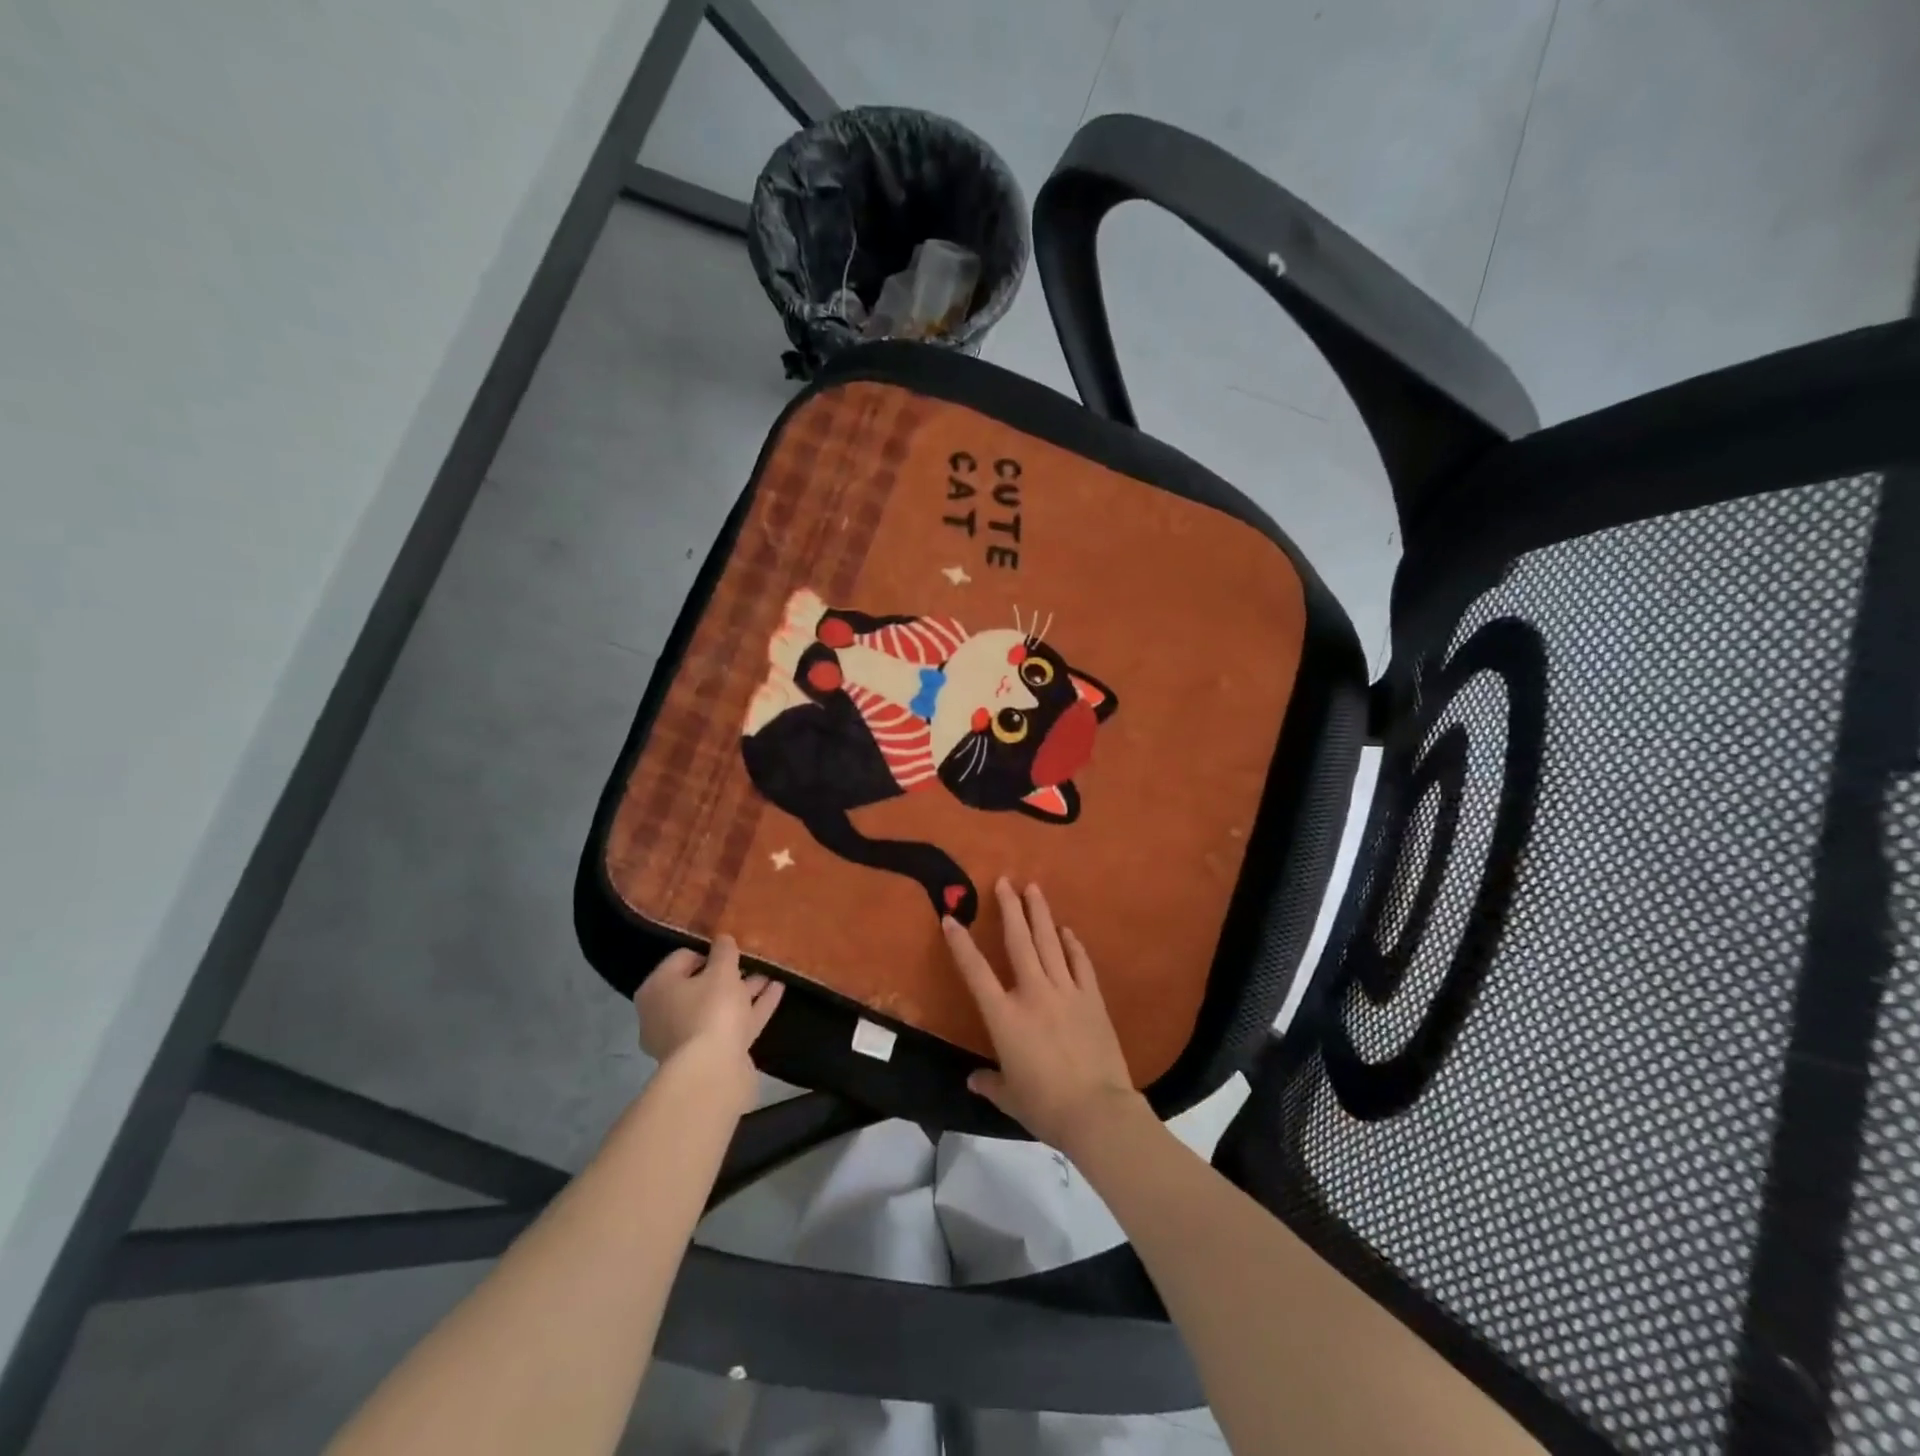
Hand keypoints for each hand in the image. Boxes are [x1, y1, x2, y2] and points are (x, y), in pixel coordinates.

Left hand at [634, 936, 783, 1108]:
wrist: (713, 1071)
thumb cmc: (710, 1010)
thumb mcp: (721, 971)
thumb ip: (724, 951)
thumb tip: (723, 938)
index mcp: (658, 989)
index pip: (682, 958)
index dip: (709, 950)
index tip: (732, 946)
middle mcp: (666, 1013)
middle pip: (701, 985)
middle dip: (729, 973)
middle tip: (753, 960)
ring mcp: (689, 1038)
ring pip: (721, 1006)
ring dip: (745, 989)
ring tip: (772, 972)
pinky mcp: (712, 1054)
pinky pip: (734, 1023)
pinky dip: (754, 1007)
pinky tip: (777, 990)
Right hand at [943, 879, 1145, 1151]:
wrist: (1098, 1111)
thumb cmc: (1045, 1106)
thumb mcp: (1009, 1098)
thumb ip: (990, 1083)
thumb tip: (974, 1079)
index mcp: (1005, 1017)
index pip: (976, 972)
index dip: (961, 944)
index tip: (951, 918)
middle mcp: (1033, 993)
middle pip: (1019, 941)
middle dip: (1010, 908)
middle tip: (1005, 881)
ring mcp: (1066, 991)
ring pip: (1050, 943)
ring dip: (1040, 914)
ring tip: (1033, 888)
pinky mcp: (1092, 998)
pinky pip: (1080, 963)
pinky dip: (1073, 945)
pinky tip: (1067, 930)